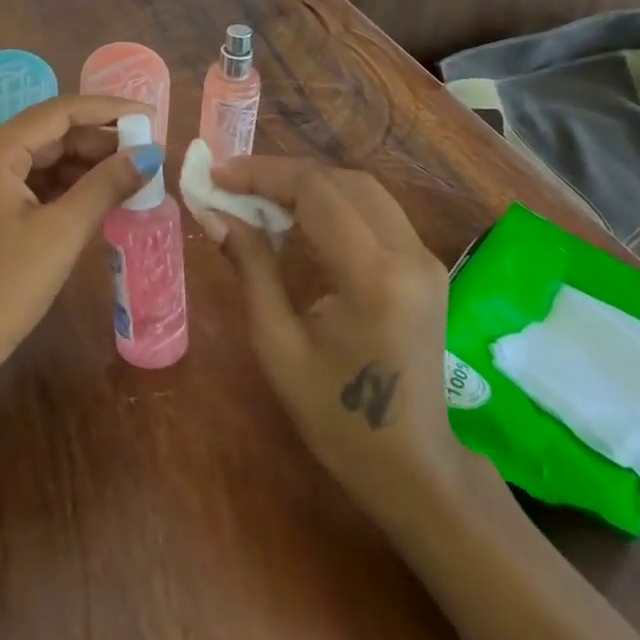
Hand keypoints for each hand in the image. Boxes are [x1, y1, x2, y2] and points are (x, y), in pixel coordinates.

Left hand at [0, 95, 157, 389]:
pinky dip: (63, 187)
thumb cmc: (4, 287)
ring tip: (130, 173)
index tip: (150, 114)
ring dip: (83, 165)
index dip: (108, 110)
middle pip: (48, 133)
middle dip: (98, 141)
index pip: (58, 113)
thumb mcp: (61, 233)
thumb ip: (106, 185)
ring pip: (40, 158)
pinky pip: (28, 182)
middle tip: (146, 151)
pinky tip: (97, 194)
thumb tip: (150, 154)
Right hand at [209, 157, 470, 520]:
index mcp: (373, 276)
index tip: (216, 174)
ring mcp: (424, 258)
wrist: (414, 466)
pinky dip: (331, 200)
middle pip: (340, 180)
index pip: (315, 191)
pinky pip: (374, 210)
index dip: (261, 174)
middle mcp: (408, 254)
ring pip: (360, 188)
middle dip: (281, 173)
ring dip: (307, 183)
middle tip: (231, 183)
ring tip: (257, 195)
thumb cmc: (337, 417)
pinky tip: (296, 217)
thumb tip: (214, 213)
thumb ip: (251, 267)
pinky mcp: (425, 265)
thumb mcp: (278, 345)